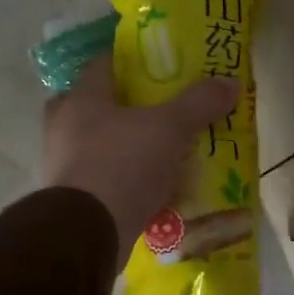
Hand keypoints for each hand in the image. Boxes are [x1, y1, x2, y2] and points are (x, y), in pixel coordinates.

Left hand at [44, 58, 239, 267]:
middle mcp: (64, 126)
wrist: (88, 232)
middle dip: (128, 107)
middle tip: (161, 110)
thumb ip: (199, 103)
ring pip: (100, 144)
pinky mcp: (72, 199)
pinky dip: (126, 179)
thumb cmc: (123, 164)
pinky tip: (154, 186)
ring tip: (163, 150)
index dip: (132, 61)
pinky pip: (104, 179)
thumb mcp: (170, 128)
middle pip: (98, 105)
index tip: (160, 65)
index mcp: (81, 98)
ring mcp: (64, 165)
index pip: (103, 64)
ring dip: (127, 146)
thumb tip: (229, 82)